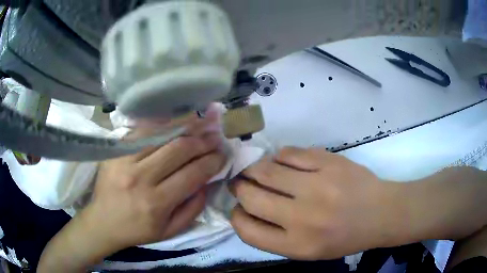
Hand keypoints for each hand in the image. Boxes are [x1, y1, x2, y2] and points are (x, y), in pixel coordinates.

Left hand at [38, 113, 227, 272]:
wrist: (102, 221)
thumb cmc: (136, 230)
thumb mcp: (169, 231)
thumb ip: (192, 209)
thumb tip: (206, 183)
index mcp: (156, 203)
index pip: (193, 174)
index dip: (212, 162)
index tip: (223, 154)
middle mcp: (141, 178)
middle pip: (179, 149)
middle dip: (203, 140)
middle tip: (216, 135)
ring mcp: (125, 160)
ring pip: (162, 135)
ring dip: (186, 127)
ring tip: (203, 121)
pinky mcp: (115, 150)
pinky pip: (143, 131)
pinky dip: (163, 124)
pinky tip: (176, 121)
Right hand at [230, 147, 396, 259]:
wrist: (380, 213)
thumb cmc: (344, 238)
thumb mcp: (307, 251)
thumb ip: (275, 236)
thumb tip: (247, 209)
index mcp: (297, 245)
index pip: (247, 230)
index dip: (236, 216)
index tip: (238, 208)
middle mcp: (303, 217)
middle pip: (251, 197)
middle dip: (240, 188)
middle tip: (241, 183)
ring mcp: (317, 186)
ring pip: (266, 170)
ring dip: (254, 169)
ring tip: (256, 170)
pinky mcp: (329, 162)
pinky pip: (289, 153)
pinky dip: (279, 157)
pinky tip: (282, 162)